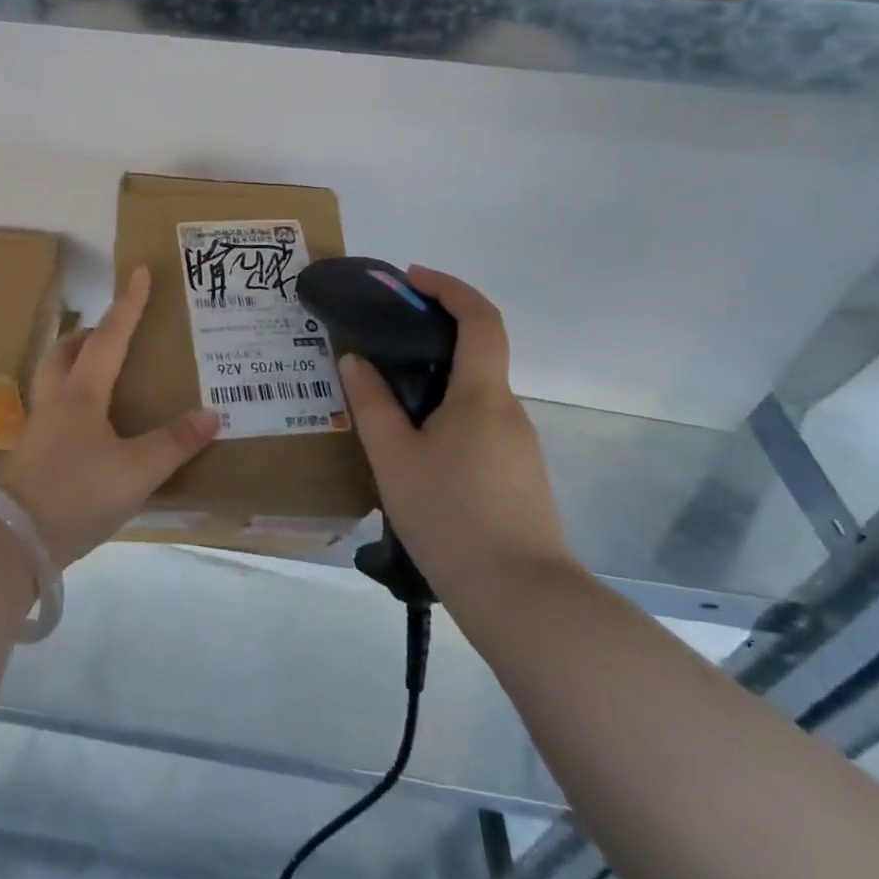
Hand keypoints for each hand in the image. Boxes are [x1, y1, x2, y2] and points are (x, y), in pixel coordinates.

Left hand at [0, 267, 220, 567]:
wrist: (14, 539)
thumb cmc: (76, 494)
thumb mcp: (135, 472)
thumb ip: (173, 443)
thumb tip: (211, 414)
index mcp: (82, 393)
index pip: (109, 337)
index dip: (128, 305)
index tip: (139, 272)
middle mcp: (56, 400)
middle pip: (65, 351)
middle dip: (89, 333)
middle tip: (114, 332)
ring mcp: (39, 426)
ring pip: (53, 377)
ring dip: (74, 362)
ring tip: (101, 373)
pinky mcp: (32, 452)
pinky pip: (53, 407)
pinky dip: (71, 398)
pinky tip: (88, 424)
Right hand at [338, 266, 576, 618]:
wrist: (522, 600)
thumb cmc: (452, 517)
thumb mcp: (394, 458)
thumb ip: (371, 404)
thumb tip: (355, 360)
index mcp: (482, 394)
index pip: (480, 318)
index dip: (449, 287)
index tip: (411, 279)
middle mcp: (509, 410)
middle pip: (477, 353)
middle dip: (432, 335)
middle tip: (381, 343)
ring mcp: (519, 444)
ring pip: (474, 394)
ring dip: (435, 381)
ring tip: (385, 403)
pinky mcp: (518, 474)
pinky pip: (478, 424)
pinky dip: (446, 414)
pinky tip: (414, 449)